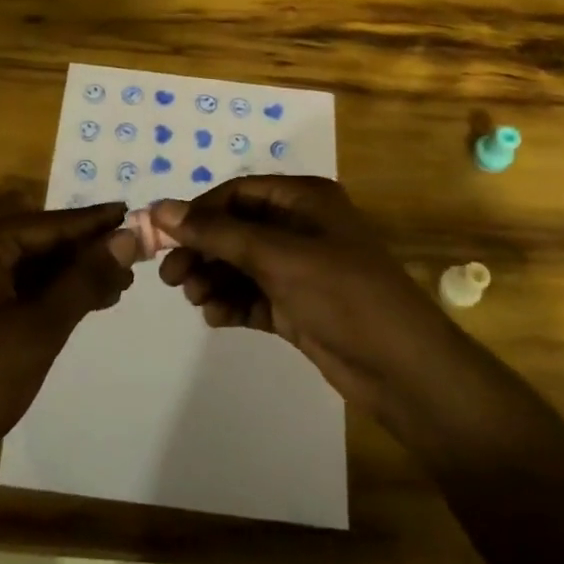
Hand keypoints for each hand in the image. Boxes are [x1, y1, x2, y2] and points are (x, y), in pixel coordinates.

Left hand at [0, 204, 138, 472]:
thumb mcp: (42, 328)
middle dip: (85, 253)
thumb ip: (85, 278)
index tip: (133, 213)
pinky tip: (82, 301)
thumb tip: (128, 238)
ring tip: (118, 285)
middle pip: (37, 241)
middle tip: (134, 260)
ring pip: (27, 265)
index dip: (93, 223)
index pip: (46, 224)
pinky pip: (12, 284)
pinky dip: (47, 293)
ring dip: (70, 275)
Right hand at [152, 177, 459, 418]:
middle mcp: (300, 227)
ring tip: (196, 300)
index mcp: (304, 199)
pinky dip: (232, 303)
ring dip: (214, 279)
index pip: (237, 193)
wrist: (403, 369)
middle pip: (235, 229)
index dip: (199, 212)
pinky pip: (253, 295)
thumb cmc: (342, 295)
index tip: (163, 237)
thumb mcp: (277, 257)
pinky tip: (216, 317)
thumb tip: (160, 208)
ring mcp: (300, 268)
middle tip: (170, 278)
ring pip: (240, 265)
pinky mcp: (297, 305)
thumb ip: (217, 233)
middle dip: (202, 251)